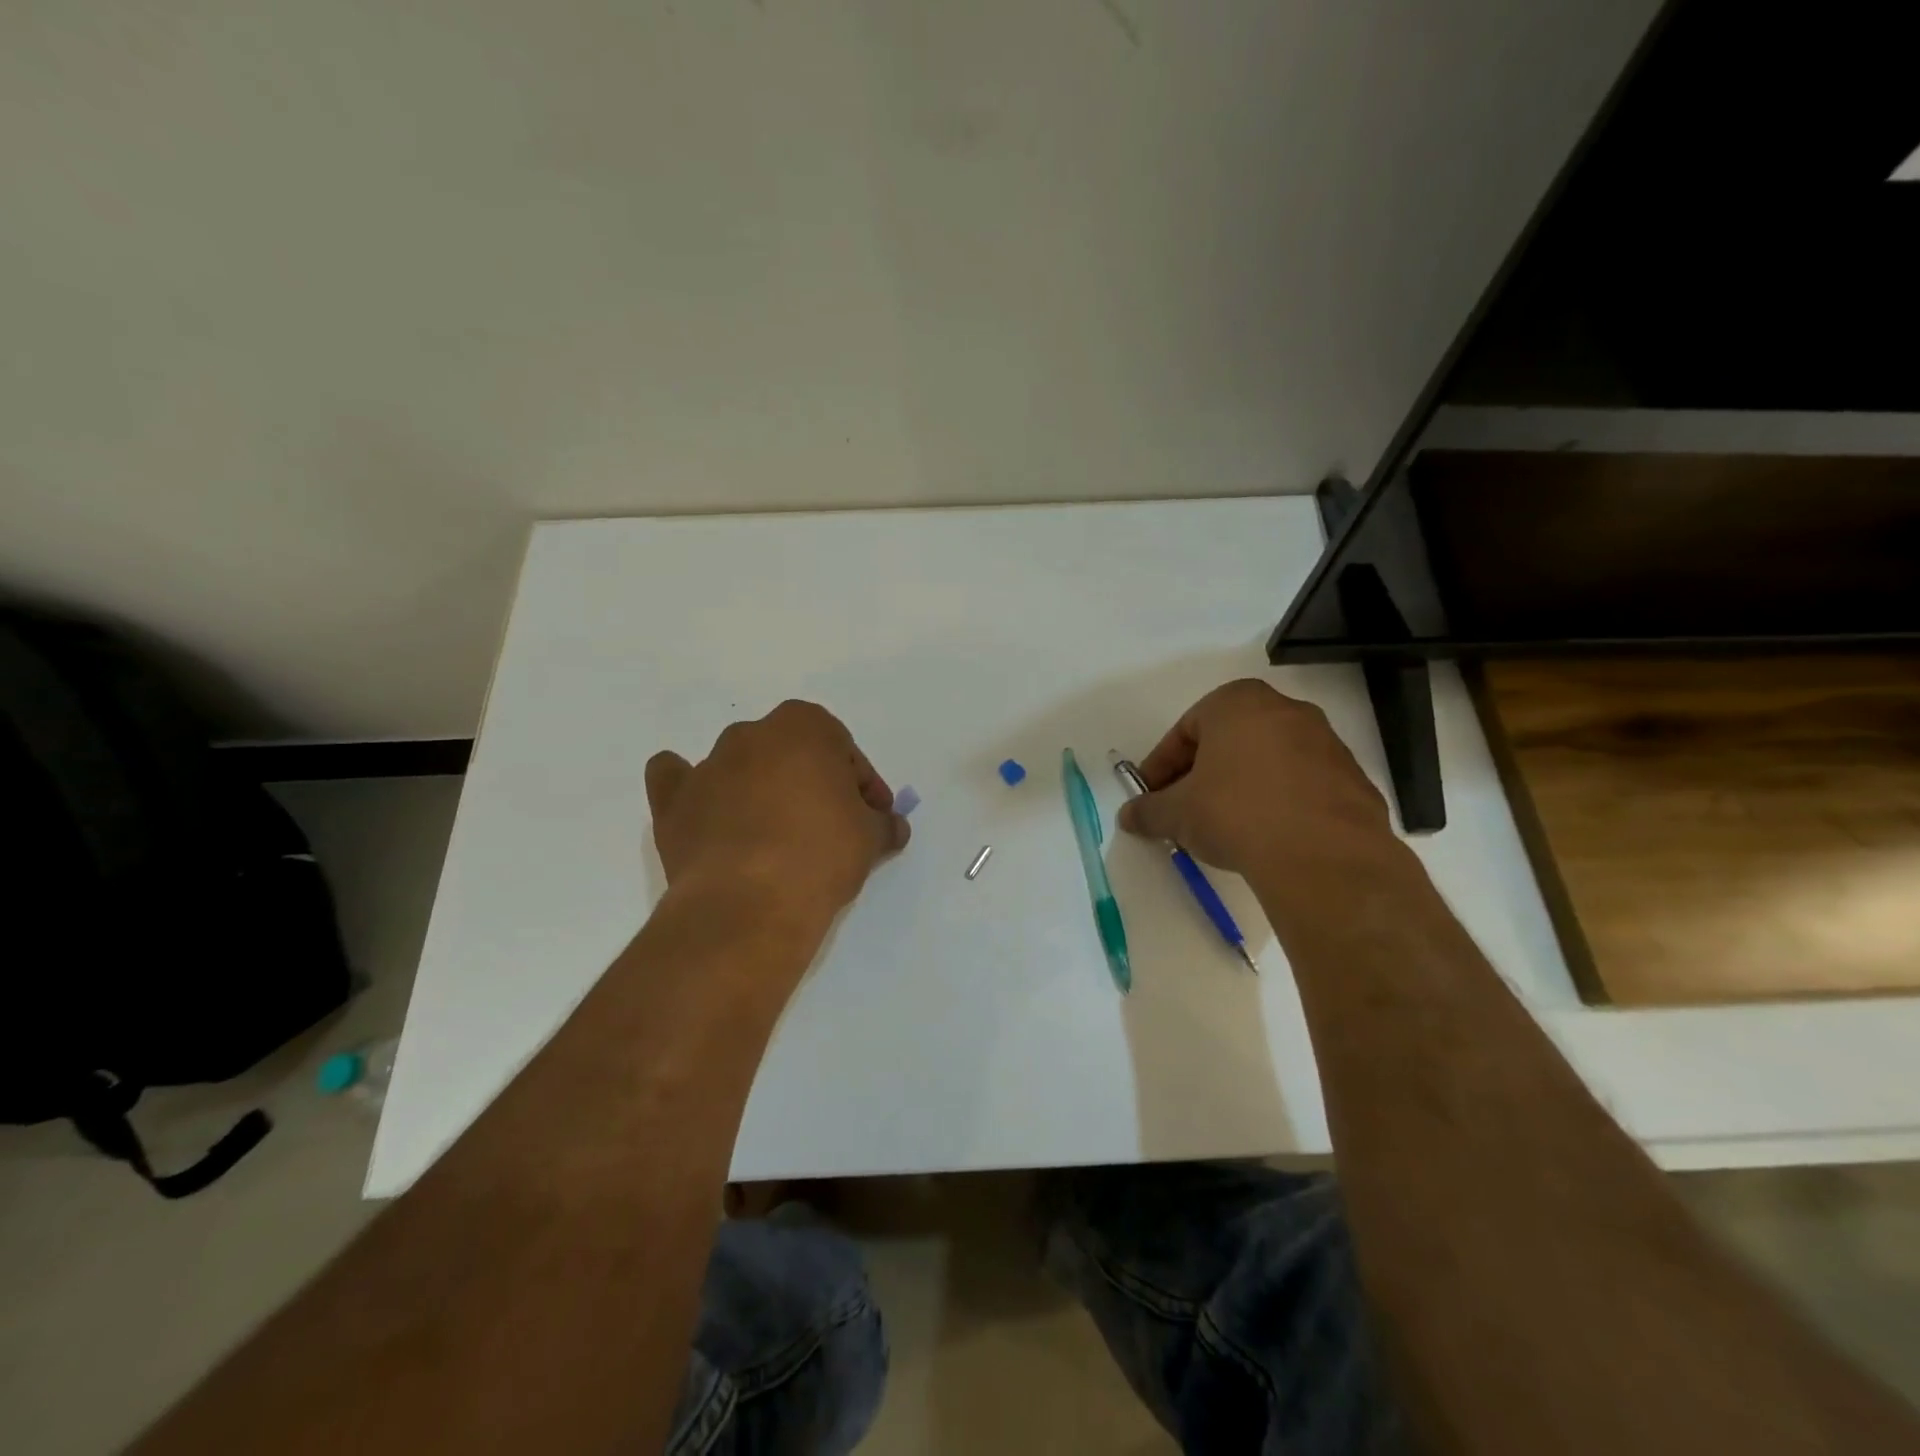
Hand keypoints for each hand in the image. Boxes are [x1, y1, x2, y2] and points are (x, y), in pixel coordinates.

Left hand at [645, 701, 909, 926]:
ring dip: (761, 789)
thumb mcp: (870, 838)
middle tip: (831, 826)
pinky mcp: (672, 802)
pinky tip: (708, 812)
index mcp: (804, 726)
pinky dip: (693, 791)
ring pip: (741, 766)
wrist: (749, 904)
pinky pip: (679, 781)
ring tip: (777, 836)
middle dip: (813, 783)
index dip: (863, 785)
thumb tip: (893, 827)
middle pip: (792, 754)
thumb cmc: (820, 855)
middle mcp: (752, 734)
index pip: (844, 750)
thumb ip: (884, 824)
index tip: (872, 817)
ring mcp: (707, 766)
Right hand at [1117, 680, 1394, 876]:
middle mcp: (1284, 709)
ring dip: (1241, 787)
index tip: (1151, 796)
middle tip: (1184, 809)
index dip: (1161, 766)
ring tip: (1226, 827)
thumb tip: (1129, 816)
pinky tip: (1267, 836)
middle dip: (1202, 773)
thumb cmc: (1236, 813)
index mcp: (1237, 703)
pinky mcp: (1352, 778)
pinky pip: (1301, 785)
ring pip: (1267, 760)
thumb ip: (1148, 811)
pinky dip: (1279, 802)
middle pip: (1228, 740)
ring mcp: (1325, 742)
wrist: (1323, 855)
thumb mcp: (1178, 814)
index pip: (1185, 730)